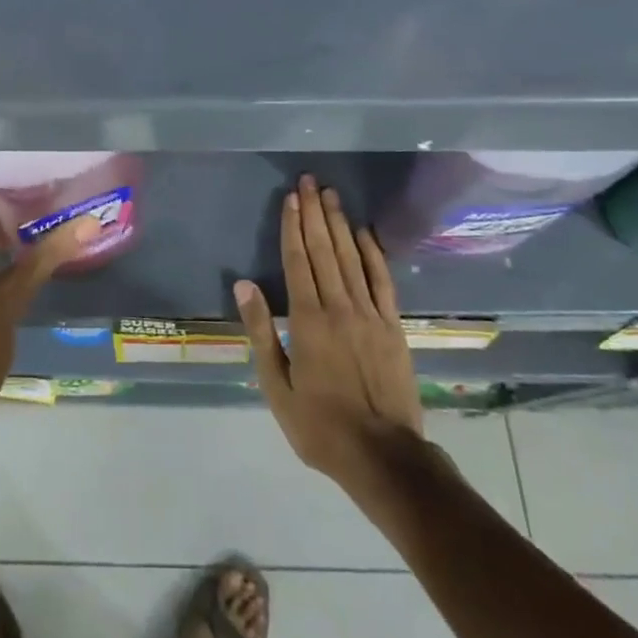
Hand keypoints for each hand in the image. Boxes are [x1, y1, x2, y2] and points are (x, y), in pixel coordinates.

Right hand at [234, 175, 423, 491]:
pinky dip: (374, 253)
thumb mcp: (276, 387)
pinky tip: (365, 232)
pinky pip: (382, 281)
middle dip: (314, 213)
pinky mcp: (393, 326)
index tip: (291, 197)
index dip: (293, 227)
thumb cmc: (320, 426)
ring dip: (340, 223)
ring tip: (331, 195)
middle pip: (324, 250)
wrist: (383, 457)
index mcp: (307, 321)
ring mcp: (370, 314)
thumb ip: (260, 332)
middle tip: (310, 181)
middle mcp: (339, 307)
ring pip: (352, 258)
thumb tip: (244, 285)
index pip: (297, 261)